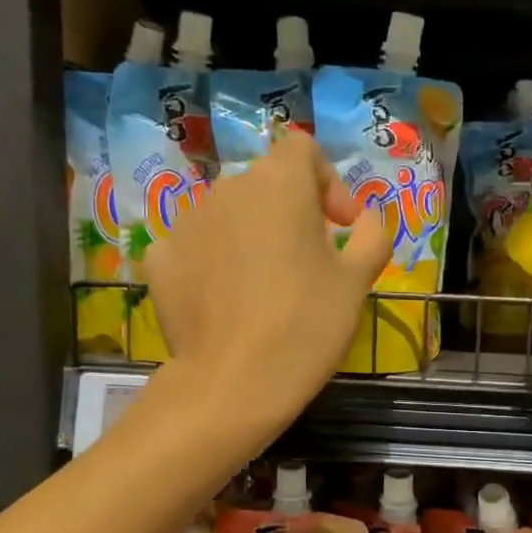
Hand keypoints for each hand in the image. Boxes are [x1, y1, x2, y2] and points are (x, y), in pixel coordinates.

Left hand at [144, 129, 392, 432]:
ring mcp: (186, 221)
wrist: (233, 383)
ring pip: (228, 214)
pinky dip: (212, 261)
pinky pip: (194, 245)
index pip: (302, 149)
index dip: (327, 181)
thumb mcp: (358, 280)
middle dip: (290, 212)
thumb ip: (372, 233)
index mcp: (279, 182)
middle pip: (265, 183)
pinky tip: (223, 300)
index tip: (340, 226)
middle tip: (307, 262)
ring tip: (263, 286)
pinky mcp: (159, 257)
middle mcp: (227, 188)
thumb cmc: (307, 324)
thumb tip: (364, 218)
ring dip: (250, 235)